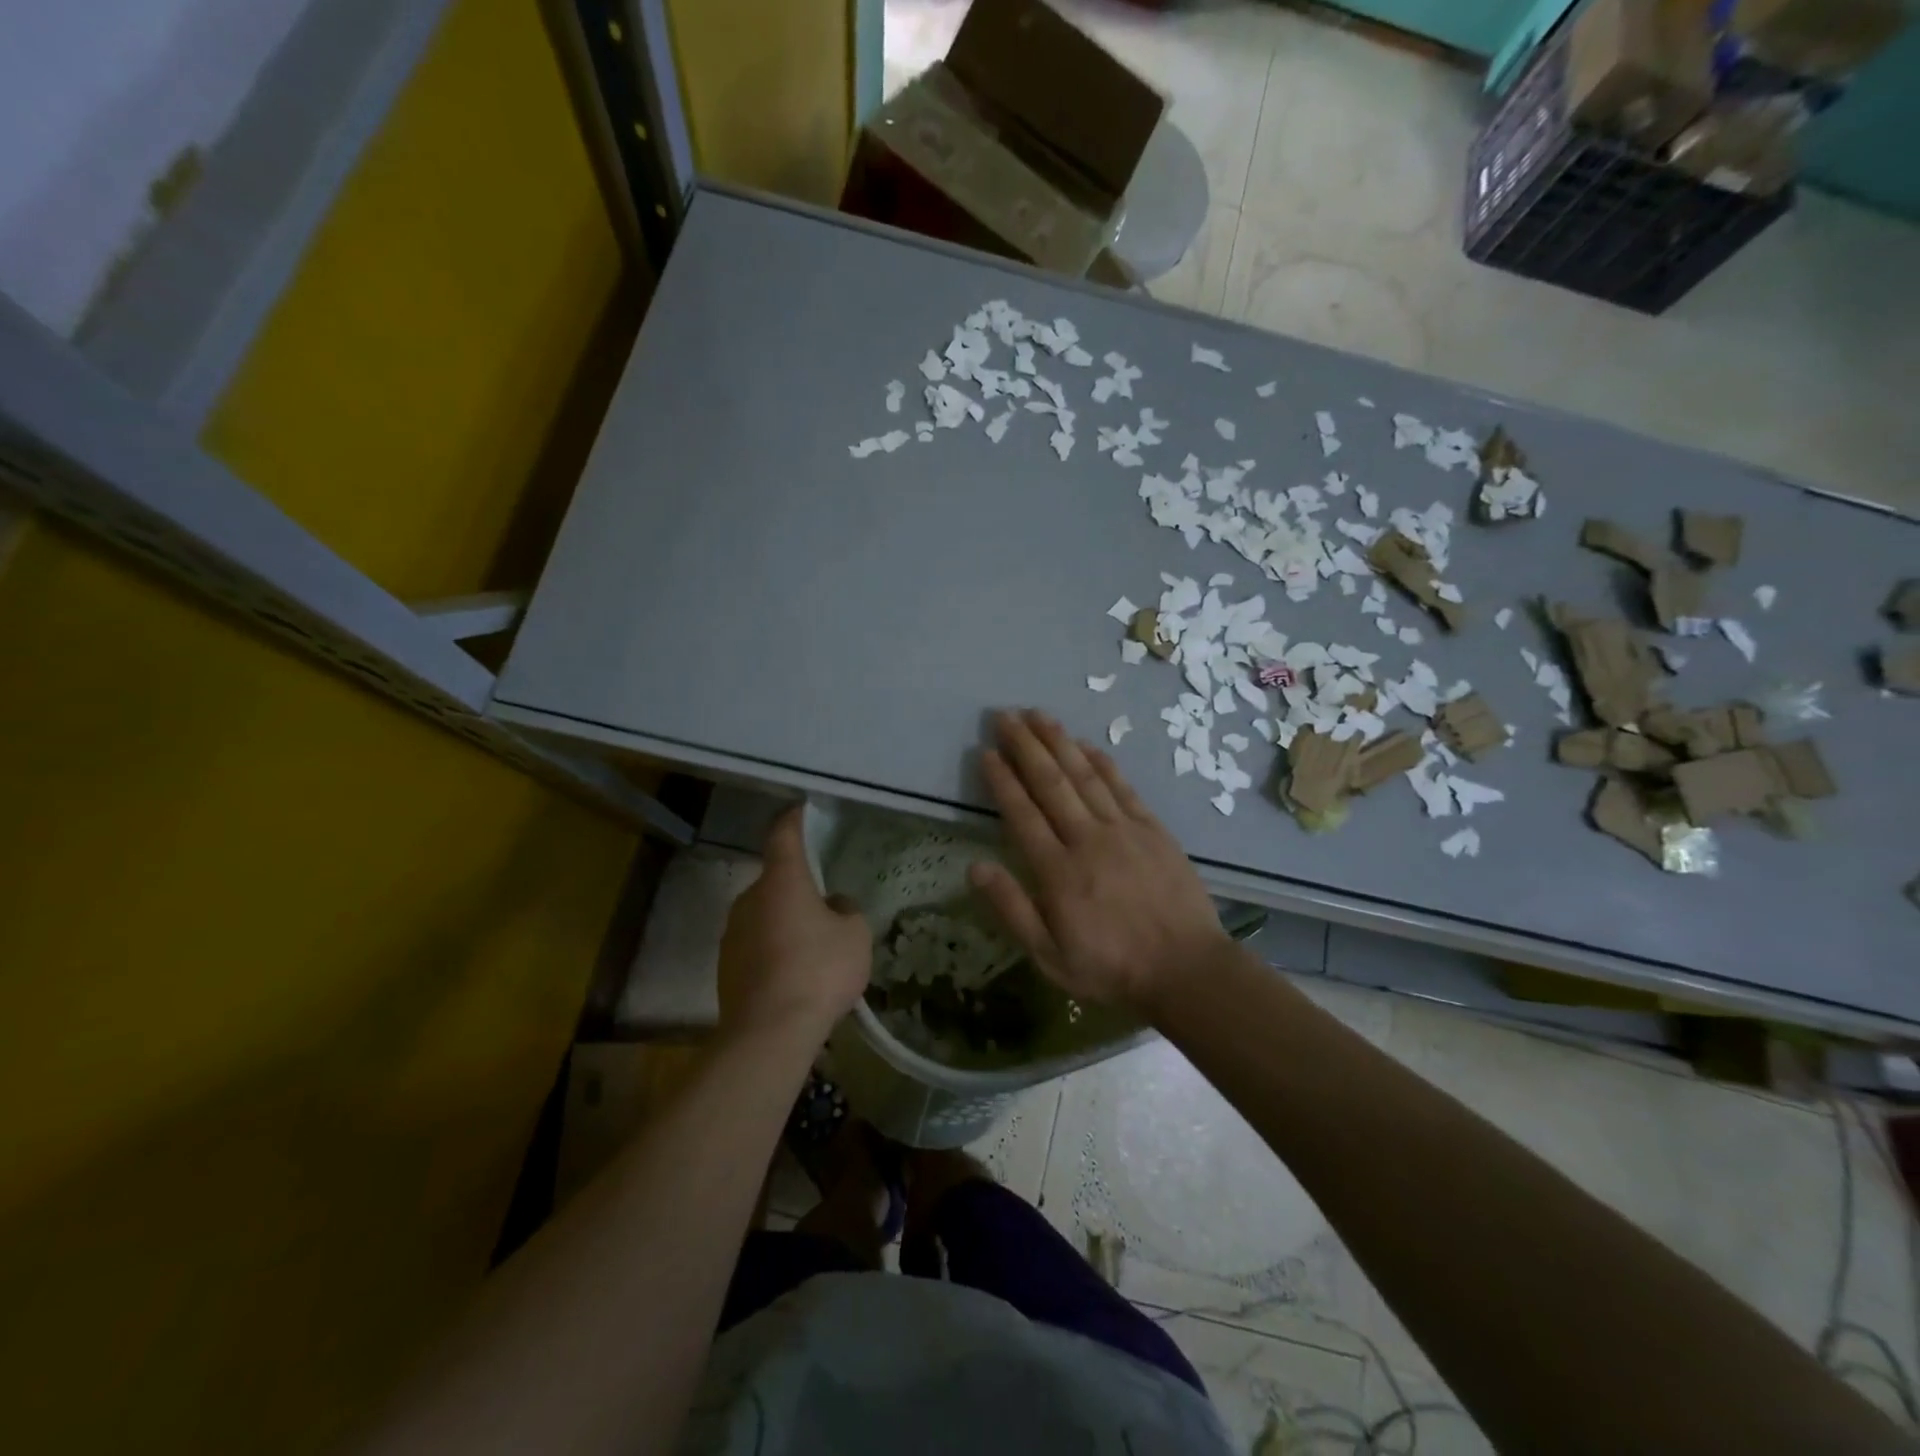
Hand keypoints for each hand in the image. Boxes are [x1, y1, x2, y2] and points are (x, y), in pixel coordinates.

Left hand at [717, 807, 871, 1045]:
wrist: (769, 1032)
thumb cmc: (819, 970)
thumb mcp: (855, 935)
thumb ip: (847, 911)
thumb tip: (833, 906)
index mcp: (782, 880)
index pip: (784, 835)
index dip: (794, 820)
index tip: (802, 810)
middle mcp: (750, 898)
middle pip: (776, 881)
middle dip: (798, 888)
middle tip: (826, 907)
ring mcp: (733, 932)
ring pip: (765, 914)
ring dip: (786, 922)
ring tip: (813, 948)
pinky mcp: (726, 965)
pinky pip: (756, 945)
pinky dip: (774, 950)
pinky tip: (795, 976)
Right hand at [970, 709, 1231, 1016]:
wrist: (1186, 969)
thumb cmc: (1111, 968)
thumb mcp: (1049, 956)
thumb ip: (1012, 910)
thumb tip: (974, 867)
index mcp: (1057, 871)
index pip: (1021, 813)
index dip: (1001, 780)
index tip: (986, 752)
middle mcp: (1087, 839)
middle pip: (1050, 782)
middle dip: (1025, 746)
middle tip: (1005, 716)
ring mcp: (1123, 829)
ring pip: (1084, 775)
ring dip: (1059, 742)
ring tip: (1038, 714)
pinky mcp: (1152, 828)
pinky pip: (1122, 786)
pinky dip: (1102, 761)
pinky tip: (1085, 743)